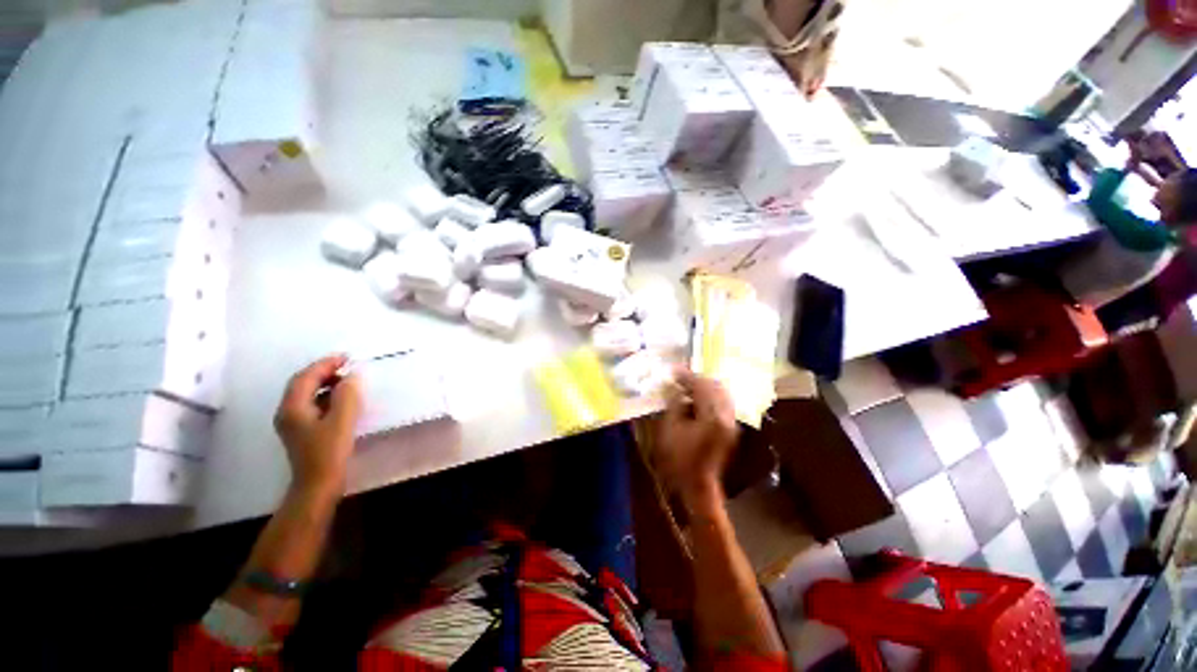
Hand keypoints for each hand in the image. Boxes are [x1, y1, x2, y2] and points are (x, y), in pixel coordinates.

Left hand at [273, 355, 362, 495]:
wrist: (318, 485)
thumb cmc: (329, 452)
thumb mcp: (342, 421)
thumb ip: (347, 395)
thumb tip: (352, 375)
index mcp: (293, 408)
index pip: (306, 377)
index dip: (325, 364)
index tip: (346, 357)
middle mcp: (287, 412)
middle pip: (303, 384)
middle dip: (324, 372)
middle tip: (348, 367)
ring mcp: (293, 423)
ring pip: (307, 394)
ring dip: (326, 384)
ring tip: (348, 381)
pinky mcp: (302, 431)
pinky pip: (312, 405)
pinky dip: (326, 397)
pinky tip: (341, 400)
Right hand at [653, 368, 738, 510]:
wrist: (698, 485)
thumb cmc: (679, 459)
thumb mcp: (670, 429)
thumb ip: (675, 404)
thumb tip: (677, 389)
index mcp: (712, 416)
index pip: (702, 386)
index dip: (686, 376)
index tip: (673, 370)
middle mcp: (727, 416)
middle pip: (716, 386)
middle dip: (697, 379)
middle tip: (680, 378)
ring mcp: (731, 423)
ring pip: (721, 394)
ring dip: (704, 387)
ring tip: (687, 387)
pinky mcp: (730, 429)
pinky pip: (722, 403)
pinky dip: (710, 397)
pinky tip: (696, 400)